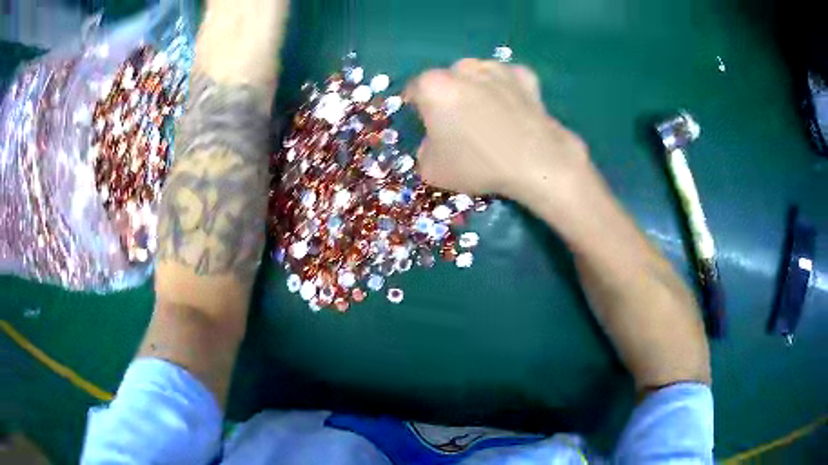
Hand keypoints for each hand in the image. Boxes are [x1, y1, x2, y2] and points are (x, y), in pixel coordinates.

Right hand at [405, 59, 588, 203]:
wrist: (535, 162)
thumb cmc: (477, 165)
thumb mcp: (431, 170)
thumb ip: (423, 150)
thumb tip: (433, 143)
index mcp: (433, 86)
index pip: (414, 90)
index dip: (418, 108)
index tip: (426, 124)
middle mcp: (462, 68)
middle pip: (447, 79)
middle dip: (448, 96)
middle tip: (459, 123)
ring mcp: (496, 68)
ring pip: (477, 75)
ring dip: (477, 89)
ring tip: (489, 117)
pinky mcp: (523, 75)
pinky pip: (507, 79)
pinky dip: (506, 89)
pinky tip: (512, 108)